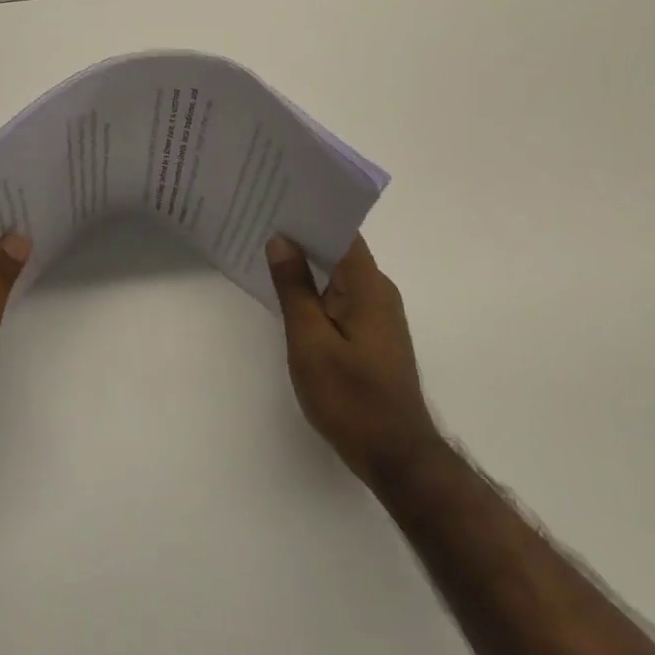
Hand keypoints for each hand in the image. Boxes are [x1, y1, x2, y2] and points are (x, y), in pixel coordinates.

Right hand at [267, 235, 438, 486]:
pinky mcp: (372, 335)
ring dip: (308, 263)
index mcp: (368, 286)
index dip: (311, 213)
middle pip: (340, 250)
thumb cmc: (350, 397)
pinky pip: (341, 297)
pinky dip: (316, 289)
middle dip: (303, 236)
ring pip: (339, 275)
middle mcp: (379, 292)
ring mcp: (378, 315)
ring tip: (265, 250)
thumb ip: (295, 289)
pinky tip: (288, 293)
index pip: (341, 232)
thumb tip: (282, 240)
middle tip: (260, 220)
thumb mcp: (310, 341)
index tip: (277, 199)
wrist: (395, 456)